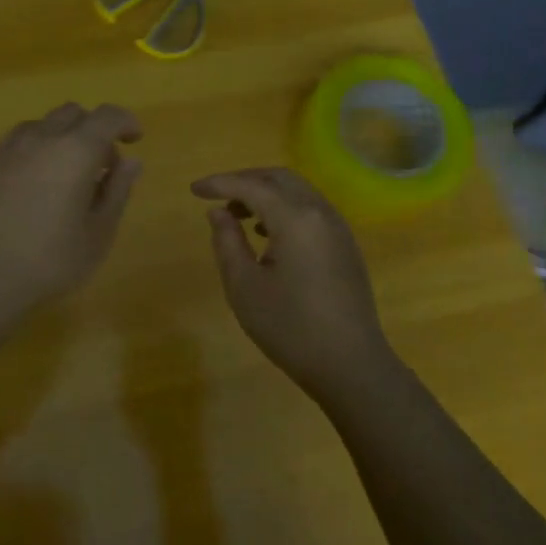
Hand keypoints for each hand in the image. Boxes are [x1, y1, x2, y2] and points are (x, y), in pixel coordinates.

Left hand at [0, 103, 142, 308]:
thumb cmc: (51, 261)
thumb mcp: (98, 233)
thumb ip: (117, 191)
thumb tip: (131, 162)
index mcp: (75, 151)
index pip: (108, 116)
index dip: (126, 122)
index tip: (133, 140)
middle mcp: (39, 138)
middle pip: (71, 113)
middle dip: (91, 130)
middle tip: (98, 166)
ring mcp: (4, 149)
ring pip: (38, 126)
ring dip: (57, 139)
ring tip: (59, 176)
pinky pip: (11, 146)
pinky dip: (28, 155)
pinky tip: (25, 188)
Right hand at [191, 168, 395, 393]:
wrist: (351, 365)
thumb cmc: (290, 327)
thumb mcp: (244, 286)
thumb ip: (227, 242)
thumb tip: (219, 213)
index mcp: (296, 219)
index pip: (252, 186)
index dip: (220, 183)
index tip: (194, 190)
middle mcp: (321, 213)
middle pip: (280, 178)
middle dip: (245, 180)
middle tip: (216, 195)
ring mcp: (338, 229)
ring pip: (298, 192)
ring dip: (266, 194)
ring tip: (238, 216)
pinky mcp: (345, 247)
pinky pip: (311, 210)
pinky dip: (284, 209)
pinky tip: (268, 235)